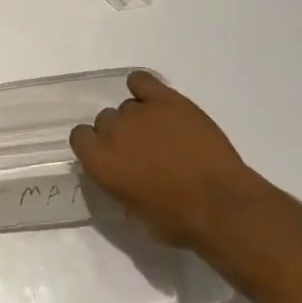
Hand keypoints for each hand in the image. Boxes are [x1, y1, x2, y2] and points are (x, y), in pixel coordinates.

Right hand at [69, 72, 264, 252]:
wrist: (221, 205)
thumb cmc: (178, 221)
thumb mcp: (135, 215)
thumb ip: (119, 188)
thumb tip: (121, 178)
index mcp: (100, 161)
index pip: (79, 137)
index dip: (94, 146)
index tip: (111, 158)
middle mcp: (113, 131)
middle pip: (105, 120)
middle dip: (119, 134)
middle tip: (142, 152)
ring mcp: (140, 112)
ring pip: (128, 106)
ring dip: (138, 119)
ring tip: (162, 136)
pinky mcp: (167, 100)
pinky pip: (142, 80)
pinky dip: (144, 88)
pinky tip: (154, 101)